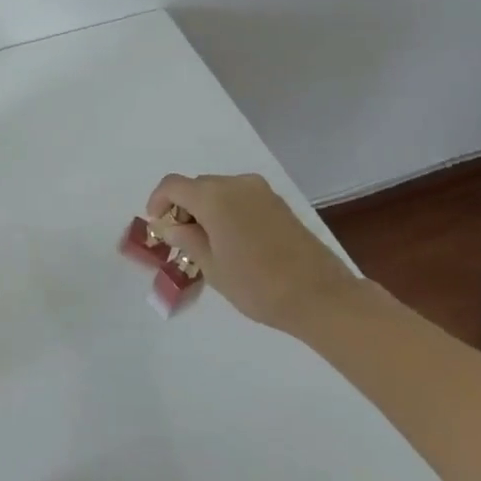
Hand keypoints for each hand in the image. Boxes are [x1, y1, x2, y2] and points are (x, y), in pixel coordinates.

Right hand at [145, 172, 360, 331]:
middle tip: (181, 241)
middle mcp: (235, 183)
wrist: (323, 297)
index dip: (158, 202)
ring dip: (206, 210)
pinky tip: (234, 242)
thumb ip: (185, 239)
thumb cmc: (258, 284)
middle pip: (197, 186)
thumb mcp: (211, 266)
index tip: (157, 226)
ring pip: (220, 191)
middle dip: (183, 208)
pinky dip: (228, 212)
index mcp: (213, 196)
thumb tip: (170, 226)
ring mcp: (260, 191)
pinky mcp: (278, 203)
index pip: (172, 185)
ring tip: (209, 244)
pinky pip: (241, 198)